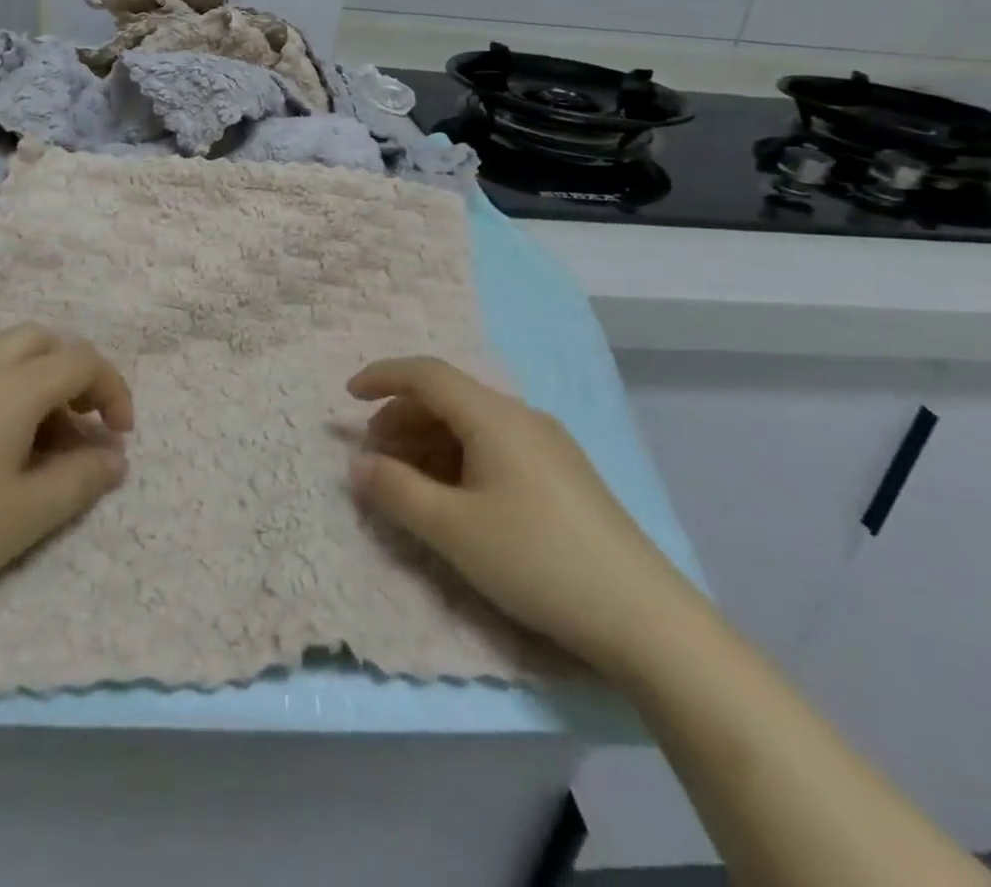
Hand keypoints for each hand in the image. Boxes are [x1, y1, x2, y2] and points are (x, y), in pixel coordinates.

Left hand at [0, 325, 133, 632]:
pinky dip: (10, 394)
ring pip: (10, 356)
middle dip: (77, 373)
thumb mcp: (29, 514)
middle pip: (45, 340)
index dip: (113, 391)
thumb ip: (83, 480)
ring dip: (42, 384)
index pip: (82, 361)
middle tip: (83, 423)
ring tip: (45, 444)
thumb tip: (114, 458)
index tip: (120, 437)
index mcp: (15, 387)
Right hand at [347, 357, 700, 676]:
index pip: (427, 374)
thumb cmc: (536, 560)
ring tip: (405, 480)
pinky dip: (459, 459)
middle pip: (449, 398)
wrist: (642, 616)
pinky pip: (495, 447)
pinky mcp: (562, 475)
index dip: (383, 377)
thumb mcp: (453, 529)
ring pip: (472, 425)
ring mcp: (547, 445)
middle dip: (402, 418)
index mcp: (494, 416)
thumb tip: (358, 465)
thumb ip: (397, 491)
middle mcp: (521, 417)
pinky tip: (452, 497)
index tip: (348, 396)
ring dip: (428, 442)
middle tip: (373, 455)